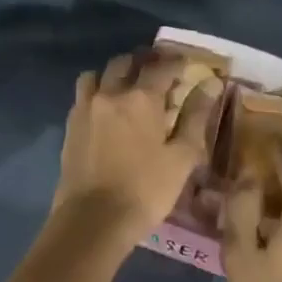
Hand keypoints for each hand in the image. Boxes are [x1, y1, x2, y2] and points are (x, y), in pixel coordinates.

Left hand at [55, 53, 217, 240]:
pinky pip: (83, 95)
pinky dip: (97, 92)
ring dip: (114, 74)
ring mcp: (86, 108)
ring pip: (98, 74)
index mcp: (141, 98)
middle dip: (144, 61)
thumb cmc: (146, 190)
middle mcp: (111, 93)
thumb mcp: (182, 157)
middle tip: (158, 72)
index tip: (186, 64)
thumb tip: (210, 84)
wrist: (93, 220)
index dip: (176, 62)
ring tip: (127, 87)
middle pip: (125, 62)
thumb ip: (196, 117)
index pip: (162, 67)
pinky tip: (107, 110)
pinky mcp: (70, 125)